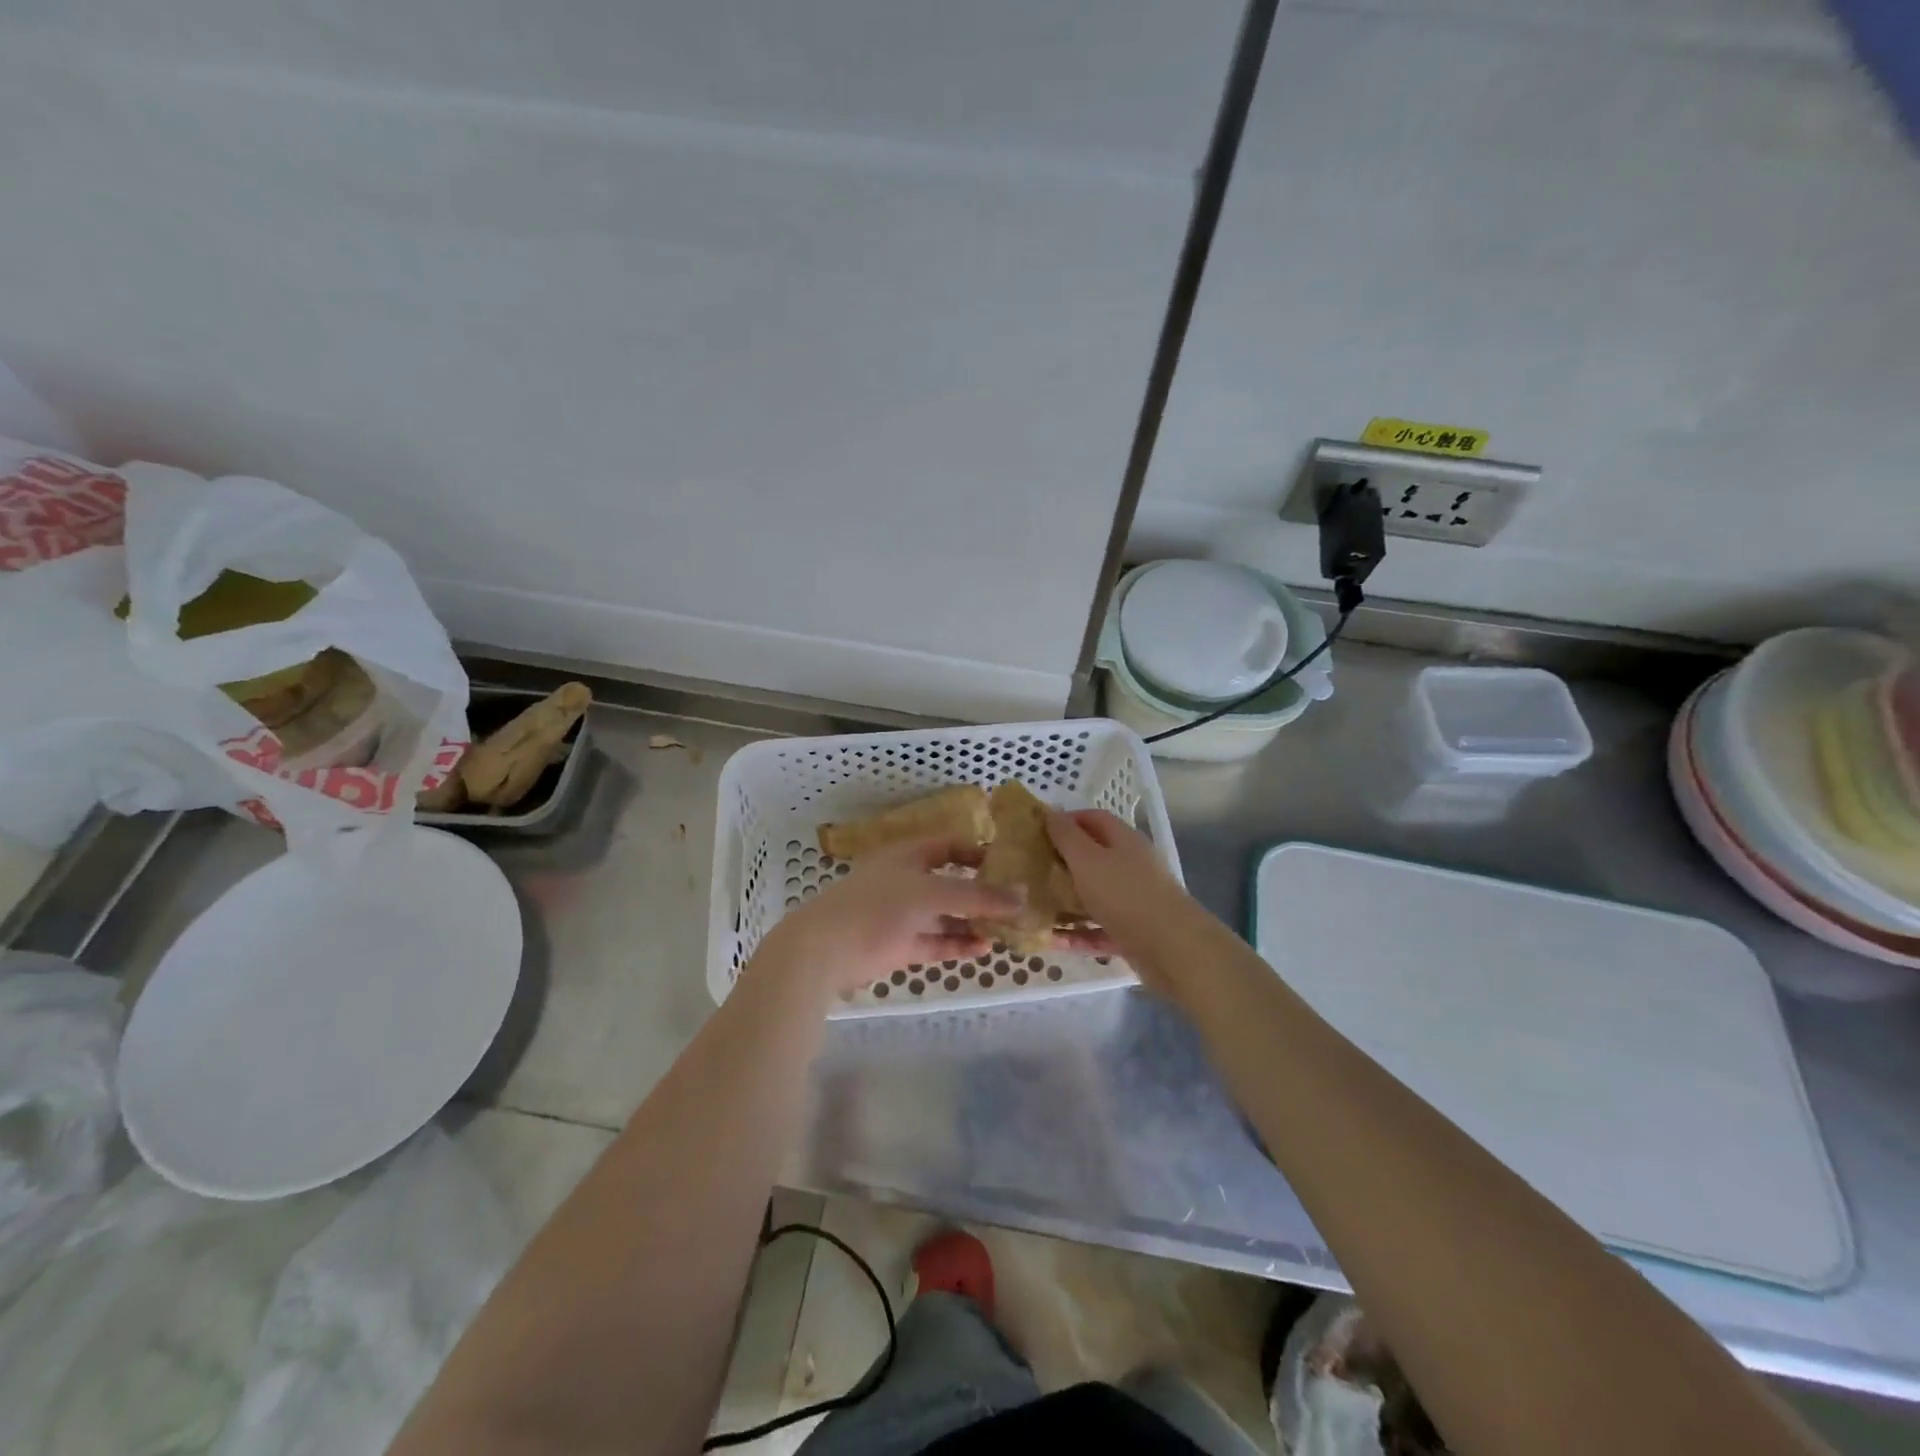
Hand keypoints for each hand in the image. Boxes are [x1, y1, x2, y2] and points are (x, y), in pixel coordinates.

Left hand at [748, 838, 1019, 998]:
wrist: (824, 951)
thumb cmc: (877, 908)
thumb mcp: (931, 894)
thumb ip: (978, 896)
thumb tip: (1022, 897)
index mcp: (908, 855)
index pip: (949, 845)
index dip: (978, 852)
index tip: (1008, 867)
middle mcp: (905, 881)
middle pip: (950, 882)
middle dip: (981, 893)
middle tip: (1015, 904)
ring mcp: (900, 915)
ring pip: (944, 915)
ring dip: (972, 922)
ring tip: (1006, 931)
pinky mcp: (897, 946)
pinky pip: (934, 941)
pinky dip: (956, 944)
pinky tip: (983, 950)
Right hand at [1045, 809, 1201, 980]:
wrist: (1173, 948)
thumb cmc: (1125, 895)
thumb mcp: (1088, 860)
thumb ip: (1067, 836)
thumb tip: (1051, 812)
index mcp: (1123, 841)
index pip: (1093, 819)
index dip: (1066, 821)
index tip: (1038, 832)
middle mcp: (1131, 866)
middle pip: (1093, 858)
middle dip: (1062, 864)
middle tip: (1031, 872)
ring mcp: (1134, 900)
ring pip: (1095, 896)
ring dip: (1067, 902)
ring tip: (1036, 908)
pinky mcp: (1134, 932)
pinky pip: (1100, 929)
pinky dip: (1080, 934)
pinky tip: (1054, 942)